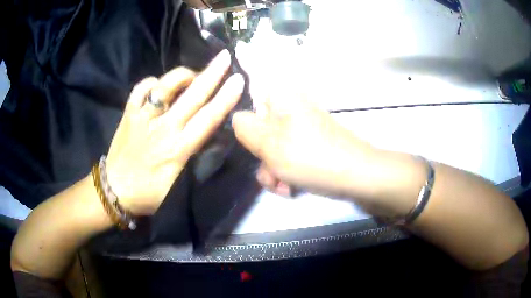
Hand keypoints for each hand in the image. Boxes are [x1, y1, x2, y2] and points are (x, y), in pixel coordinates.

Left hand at [105, 50, 243, 214]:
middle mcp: (162, 128)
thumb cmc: (149, 194)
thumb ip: (193, 159)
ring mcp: (142, 118)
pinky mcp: (128, 114)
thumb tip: (209, 137)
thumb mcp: (177, 185)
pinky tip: (158, 85)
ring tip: (191, 75)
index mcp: (177, 148)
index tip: (238, 80)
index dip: (225, 98)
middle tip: (224, 56)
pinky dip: (151, 82)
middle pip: (191, 96)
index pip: (207, 118)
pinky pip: (140, 89)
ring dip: (182, 75)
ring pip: (164, 86)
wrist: (114, 191)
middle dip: (211, 74)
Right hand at [232, 94, 376, 197]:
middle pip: (261, 128)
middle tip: (270, 175)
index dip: (245, 120)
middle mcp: (291, 106)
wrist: (358, 175)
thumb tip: (237, 119)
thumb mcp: (269, 144)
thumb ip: (245, 128)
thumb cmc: (311, 157)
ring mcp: (303, 124)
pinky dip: (287, 169)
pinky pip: (290, 152)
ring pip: (274, 144)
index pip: (251, 93)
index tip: (252, 146)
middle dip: (261, 156)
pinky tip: (291, 187)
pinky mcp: (312, 141)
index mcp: (281, 96)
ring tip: (283, 186)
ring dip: (273, 168)